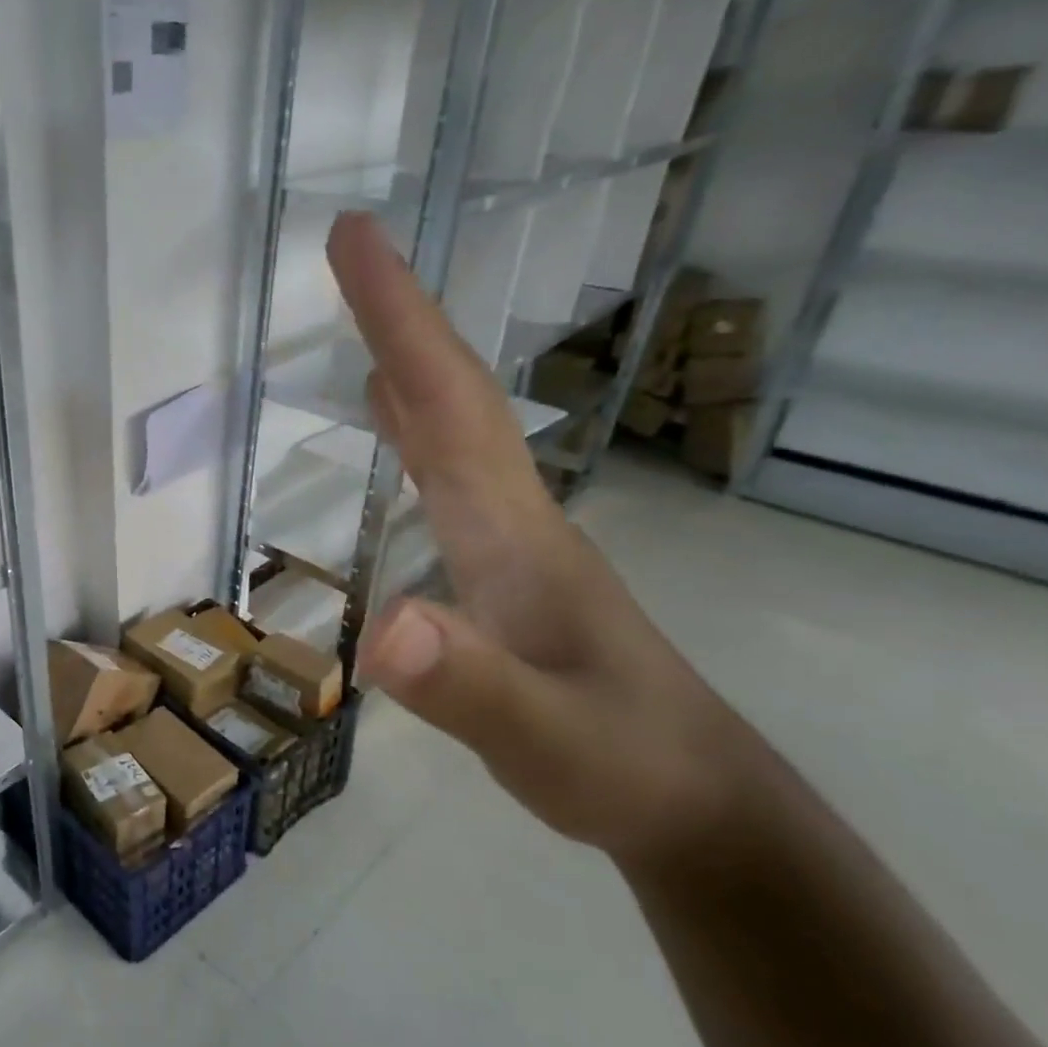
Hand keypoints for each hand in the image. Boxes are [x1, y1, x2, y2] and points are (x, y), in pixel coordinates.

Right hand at [329, 212, 758, 863]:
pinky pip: (451, 475)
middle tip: (351, 251)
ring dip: (412, 367)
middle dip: (401, 319)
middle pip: (455, 398)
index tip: (355, 240)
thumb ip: (470, 687)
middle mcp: (515, 515)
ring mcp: (514, 541)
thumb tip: (384, 623)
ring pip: (456, 430)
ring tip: (368, 325)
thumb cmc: (621, 767)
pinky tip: (398, 428)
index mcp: (514, 530)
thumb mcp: (545, 739)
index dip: (401, 320)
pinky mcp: (507, 569)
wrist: (697, 806)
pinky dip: (418, 430)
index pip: (451, 405)